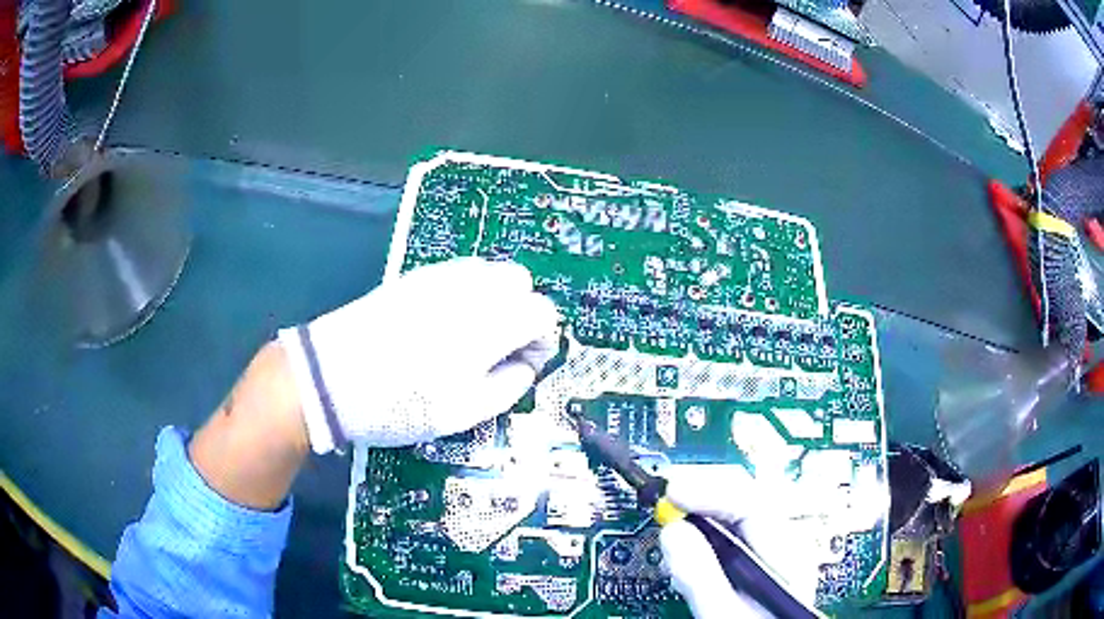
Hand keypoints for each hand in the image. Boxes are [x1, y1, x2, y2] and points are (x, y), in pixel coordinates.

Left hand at [278, 257, 560, 453]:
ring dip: (495, 299)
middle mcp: (469, 289)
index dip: (542, 340)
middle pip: (520, 281)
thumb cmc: (399, 404)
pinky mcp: (413, 277)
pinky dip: (467, 292)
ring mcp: (438, 276)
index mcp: (488, 323)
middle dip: (521, 311)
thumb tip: (525, 365)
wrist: (329, 379)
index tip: (524, 364)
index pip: (542, 312)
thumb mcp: (463, 412)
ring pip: (489, 271)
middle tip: (500, 348)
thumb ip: (508, 386)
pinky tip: (444, 323)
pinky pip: (458, 272)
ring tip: (471, 337)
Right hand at [659, 467, 825, 617]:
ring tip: (669, 518)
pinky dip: (703, 537)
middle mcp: (784, 549)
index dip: (708, 492)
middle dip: (701, 495)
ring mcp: (772, 558)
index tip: (671, 492)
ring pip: (735, 520)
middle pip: (743, 503)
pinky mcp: (756, 570)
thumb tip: (673, 532)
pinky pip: (730, 540)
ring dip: (699, 516)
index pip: (749, 503)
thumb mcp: (725, 613)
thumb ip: (701, 576)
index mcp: (786, 555)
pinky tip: (685, 547)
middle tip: (664, 493)